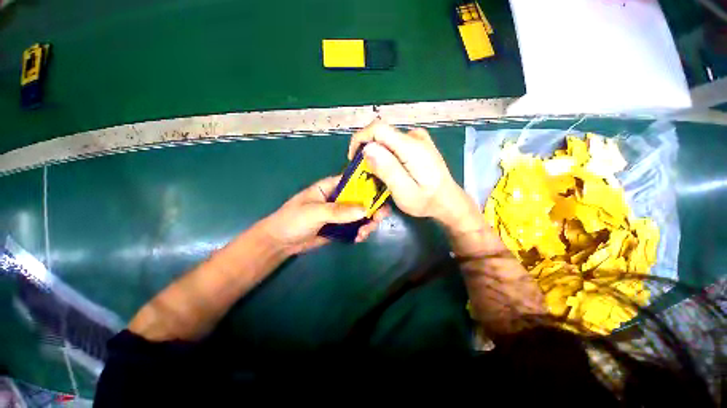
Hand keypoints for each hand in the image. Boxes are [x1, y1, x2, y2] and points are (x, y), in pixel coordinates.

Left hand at [260, 175, 390, 254]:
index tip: (382, 194)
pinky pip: (356, 226)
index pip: (354, 180)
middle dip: (372, 208)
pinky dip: (361, 232)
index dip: (369, 184)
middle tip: (377, 219)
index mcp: (331, 186)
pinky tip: (358, 238)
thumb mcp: (314, 212)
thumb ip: (338, 211)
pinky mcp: (341, 227)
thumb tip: (365, 209)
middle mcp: (339, 198)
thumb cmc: (293, 220)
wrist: (281, 243)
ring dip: (368, 222)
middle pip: (362, 198)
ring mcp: (341, 213)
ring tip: (363, 234)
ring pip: (362, 214)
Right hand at [349, 120, 476, 231]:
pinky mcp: (418, 143)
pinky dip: (385, 155)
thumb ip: (387, 169)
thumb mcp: (404, 192)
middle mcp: (415, 136)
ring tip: (377, 175)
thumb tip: (367, 148)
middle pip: (381, 134)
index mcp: (411, 147)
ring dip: (376, 154)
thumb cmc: (426, 201)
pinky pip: (394, 143)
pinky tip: (389, 170)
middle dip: (367, 151)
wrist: (448, 201)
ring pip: (386, 139)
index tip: (354, 160)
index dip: (360, 139)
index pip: (378, 128)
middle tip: (366, 174)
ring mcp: (418, 138)